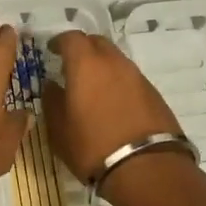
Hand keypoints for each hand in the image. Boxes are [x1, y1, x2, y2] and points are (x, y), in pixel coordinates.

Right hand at [44, 31, 184, 200]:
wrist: (147, 168)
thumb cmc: (92, 146)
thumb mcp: (59, 129)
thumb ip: (52, 101)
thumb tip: (52, 85)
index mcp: (86, 64)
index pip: (71, 38)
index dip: (59, 41)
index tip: (51, 50)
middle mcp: (114, 62)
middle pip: (97, 42)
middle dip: (82, 49)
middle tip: (71, 65)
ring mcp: (137, 77)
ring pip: (116, 60)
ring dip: (102, 66)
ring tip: (91, 87)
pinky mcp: (154, 93)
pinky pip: (129, 78)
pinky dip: (117, 82)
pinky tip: (112, 103)